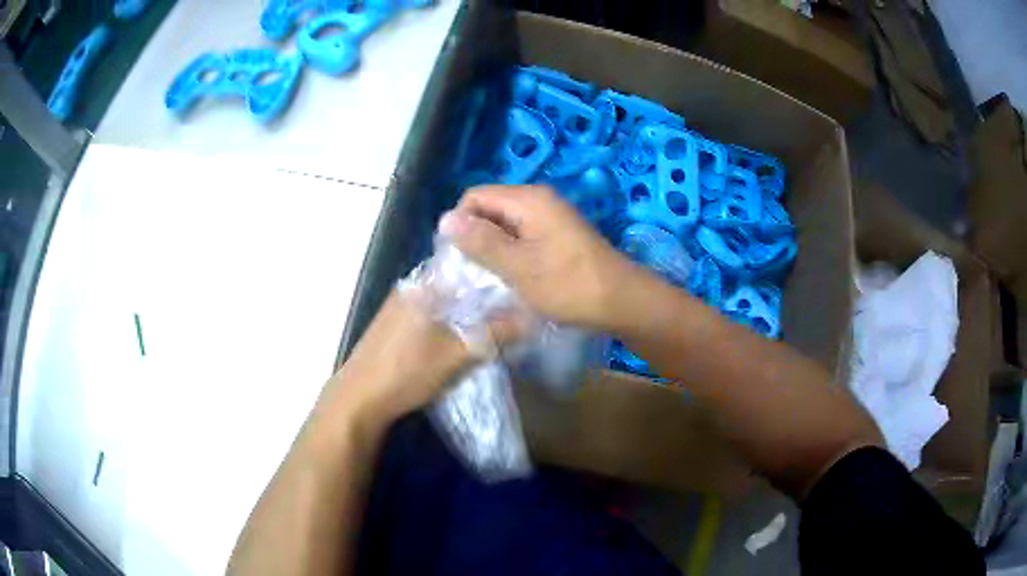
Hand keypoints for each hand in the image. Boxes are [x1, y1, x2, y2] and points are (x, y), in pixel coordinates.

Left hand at [323, 292, 526, 431]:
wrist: (360, 399)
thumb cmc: (407, 371)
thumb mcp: (457, 355)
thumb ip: (495, 334)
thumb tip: (531, 318)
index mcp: (425, 285)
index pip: (470, 266)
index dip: (498, 277)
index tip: (522, 290)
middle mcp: (412, 288)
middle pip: (459, 284)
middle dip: (485, 298)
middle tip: (513, 313)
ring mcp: (401, 306)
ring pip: (446, 302)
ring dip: (468, 313)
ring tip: (494, 326)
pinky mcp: (396, 325)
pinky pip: (433, 315)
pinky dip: (451, 323)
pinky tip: (462, 339)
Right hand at [440, 185, 634, 329]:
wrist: (622, 301)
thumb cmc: (569, 285)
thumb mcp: (518, 267)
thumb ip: (480, 242)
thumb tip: (444, 219)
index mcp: (528, 200)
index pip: (474, 197)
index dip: (459, 223)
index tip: (458, 259)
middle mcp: (539, 200)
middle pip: (490, 208)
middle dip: (475, 237)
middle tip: (472, 273)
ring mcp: (551, 217)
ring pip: (505, 225)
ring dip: (493, 248)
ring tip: (489, 278)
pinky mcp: (559, 234)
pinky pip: (523, 236)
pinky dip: (511, 253)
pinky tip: (512, 277)